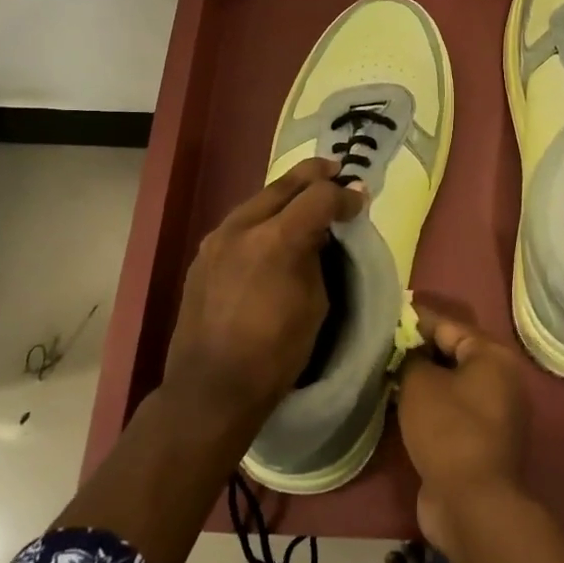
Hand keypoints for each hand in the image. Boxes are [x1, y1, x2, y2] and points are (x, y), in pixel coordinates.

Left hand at [160, 158, 363, 440]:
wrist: (210, 388)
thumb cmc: (275, 353)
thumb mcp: (315, 304)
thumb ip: (318, 257)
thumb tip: (322, 233)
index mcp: (276, 239)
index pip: (319, 196)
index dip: (345, 196)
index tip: (360, 202)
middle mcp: (242, 227)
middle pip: (285, 184)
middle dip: (315, 176)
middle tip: (337, 173)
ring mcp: (217, 238)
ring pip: (259, 199)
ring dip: (286, 194)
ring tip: (307, 198)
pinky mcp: (203, 254)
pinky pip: (241, 222)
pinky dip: (264, 217)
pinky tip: (274, 229)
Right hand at [396, 307, 531, 557]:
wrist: (472, 502)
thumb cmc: (448, 430)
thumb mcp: (420, 384)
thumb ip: (412, 359)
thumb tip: (411, 355)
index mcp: (492, 356)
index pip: (448, 324)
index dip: (416, 318)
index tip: (389, 312)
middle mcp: (500, 379)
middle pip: (453, 352)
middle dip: (419, 348)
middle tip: (383, 343)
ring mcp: (494, 412)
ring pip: (452, 383)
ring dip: (423, 378)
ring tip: (387, 370)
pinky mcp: (481, 440)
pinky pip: (452, 409)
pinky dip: (430, 403)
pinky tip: (401, 402)